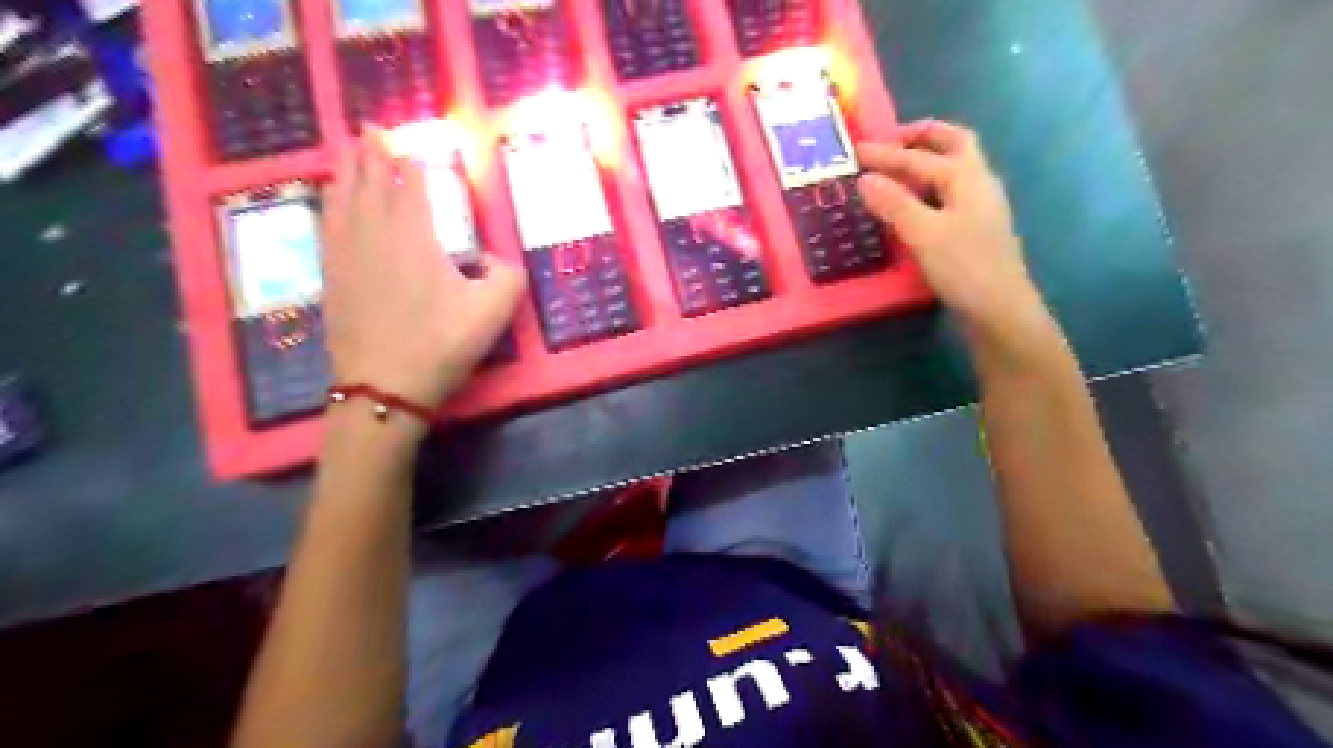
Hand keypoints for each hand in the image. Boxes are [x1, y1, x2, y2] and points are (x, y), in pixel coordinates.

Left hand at [322, 130, 526, 410]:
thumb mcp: (493, 313)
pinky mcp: (331, 275)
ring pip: (341, 197)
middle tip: (370, 129)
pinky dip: (330, 203)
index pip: (411, 183)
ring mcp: (346, 253)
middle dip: (372, 153)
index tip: (411, 142)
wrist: (382, 387)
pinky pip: (326, 224)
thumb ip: (509, 277)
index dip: (412, 161)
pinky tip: (331, 203)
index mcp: (413, 234)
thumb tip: (497, 260)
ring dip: (346, 170)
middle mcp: (373, 232)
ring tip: (348, 153)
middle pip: (369, 180)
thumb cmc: (440, 345)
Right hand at [853, 121, 1053, 344]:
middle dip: (922, 137)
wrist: (1000, 310)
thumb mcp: (924, 234)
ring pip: (954, 169)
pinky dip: (928, 187)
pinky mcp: (975, 228)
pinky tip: (913, 204)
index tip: (856, 151)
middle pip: (954, 144)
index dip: (886, 154)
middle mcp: (978, 184)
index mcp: (967, 178)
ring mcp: (980, 206)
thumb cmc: (964, 268)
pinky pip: (950, 193)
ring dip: (926, 161)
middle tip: (891, 141)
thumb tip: (865, 179)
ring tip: (896, 169)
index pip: (920, 157)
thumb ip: (894, 204)